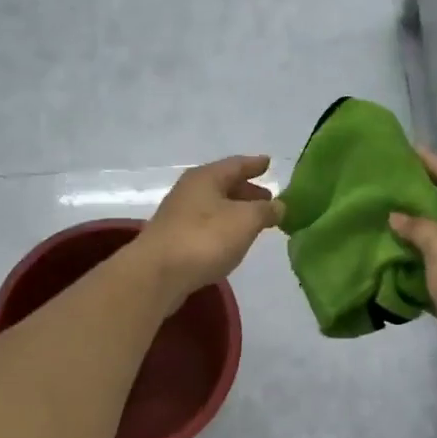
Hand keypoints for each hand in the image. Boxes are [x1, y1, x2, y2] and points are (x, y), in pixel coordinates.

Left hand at [136, 155, 283, 308]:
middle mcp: (190, 191)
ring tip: (255, 221)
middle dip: (247, 190)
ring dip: (236, 210)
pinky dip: (223, 226)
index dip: (255, 164)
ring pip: (215, 206)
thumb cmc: (205, 238)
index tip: (269, 163)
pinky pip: (206, 225)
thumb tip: (279, 206)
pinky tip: (232, 240)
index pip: (236, 164)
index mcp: (206, 177)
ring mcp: (179, 215)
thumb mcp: (245, 220)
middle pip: (223, 185)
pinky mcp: (175, 239)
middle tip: (268, 199)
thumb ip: (266, 210)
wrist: (157, 274)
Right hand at [390, 149, 436, 383]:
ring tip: (376, 216)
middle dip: (415, 194)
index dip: (430, 162)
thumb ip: (419, 228)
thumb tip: (397, 216)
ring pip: (433, 237)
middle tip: (382, 183)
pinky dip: (408, 261)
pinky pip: (428, 266)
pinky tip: (384, 256)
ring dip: (408, 229)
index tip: (404, 148)